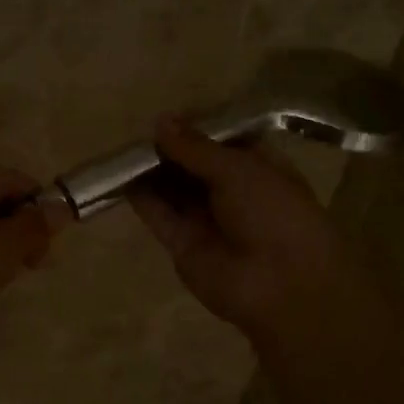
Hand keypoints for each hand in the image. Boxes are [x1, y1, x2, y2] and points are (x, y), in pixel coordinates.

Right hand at [127, 120, 348, 345]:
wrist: (283, 287)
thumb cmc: (274, 215)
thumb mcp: (239, 170)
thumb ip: (196, 147)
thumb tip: (161, 121)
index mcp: (259, 169)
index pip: (222, 142)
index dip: (196, 128)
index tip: (166, 117)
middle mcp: (232, 193)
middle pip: (193, 165)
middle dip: (169, 149)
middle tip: (138, 132)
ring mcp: (207, 220)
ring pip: (173, 189)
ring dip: (151, 171)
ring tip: (123, 150)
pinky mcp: (183, 244)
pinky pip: (159, 216)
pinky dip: (141, 198)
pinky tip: (120, 178)